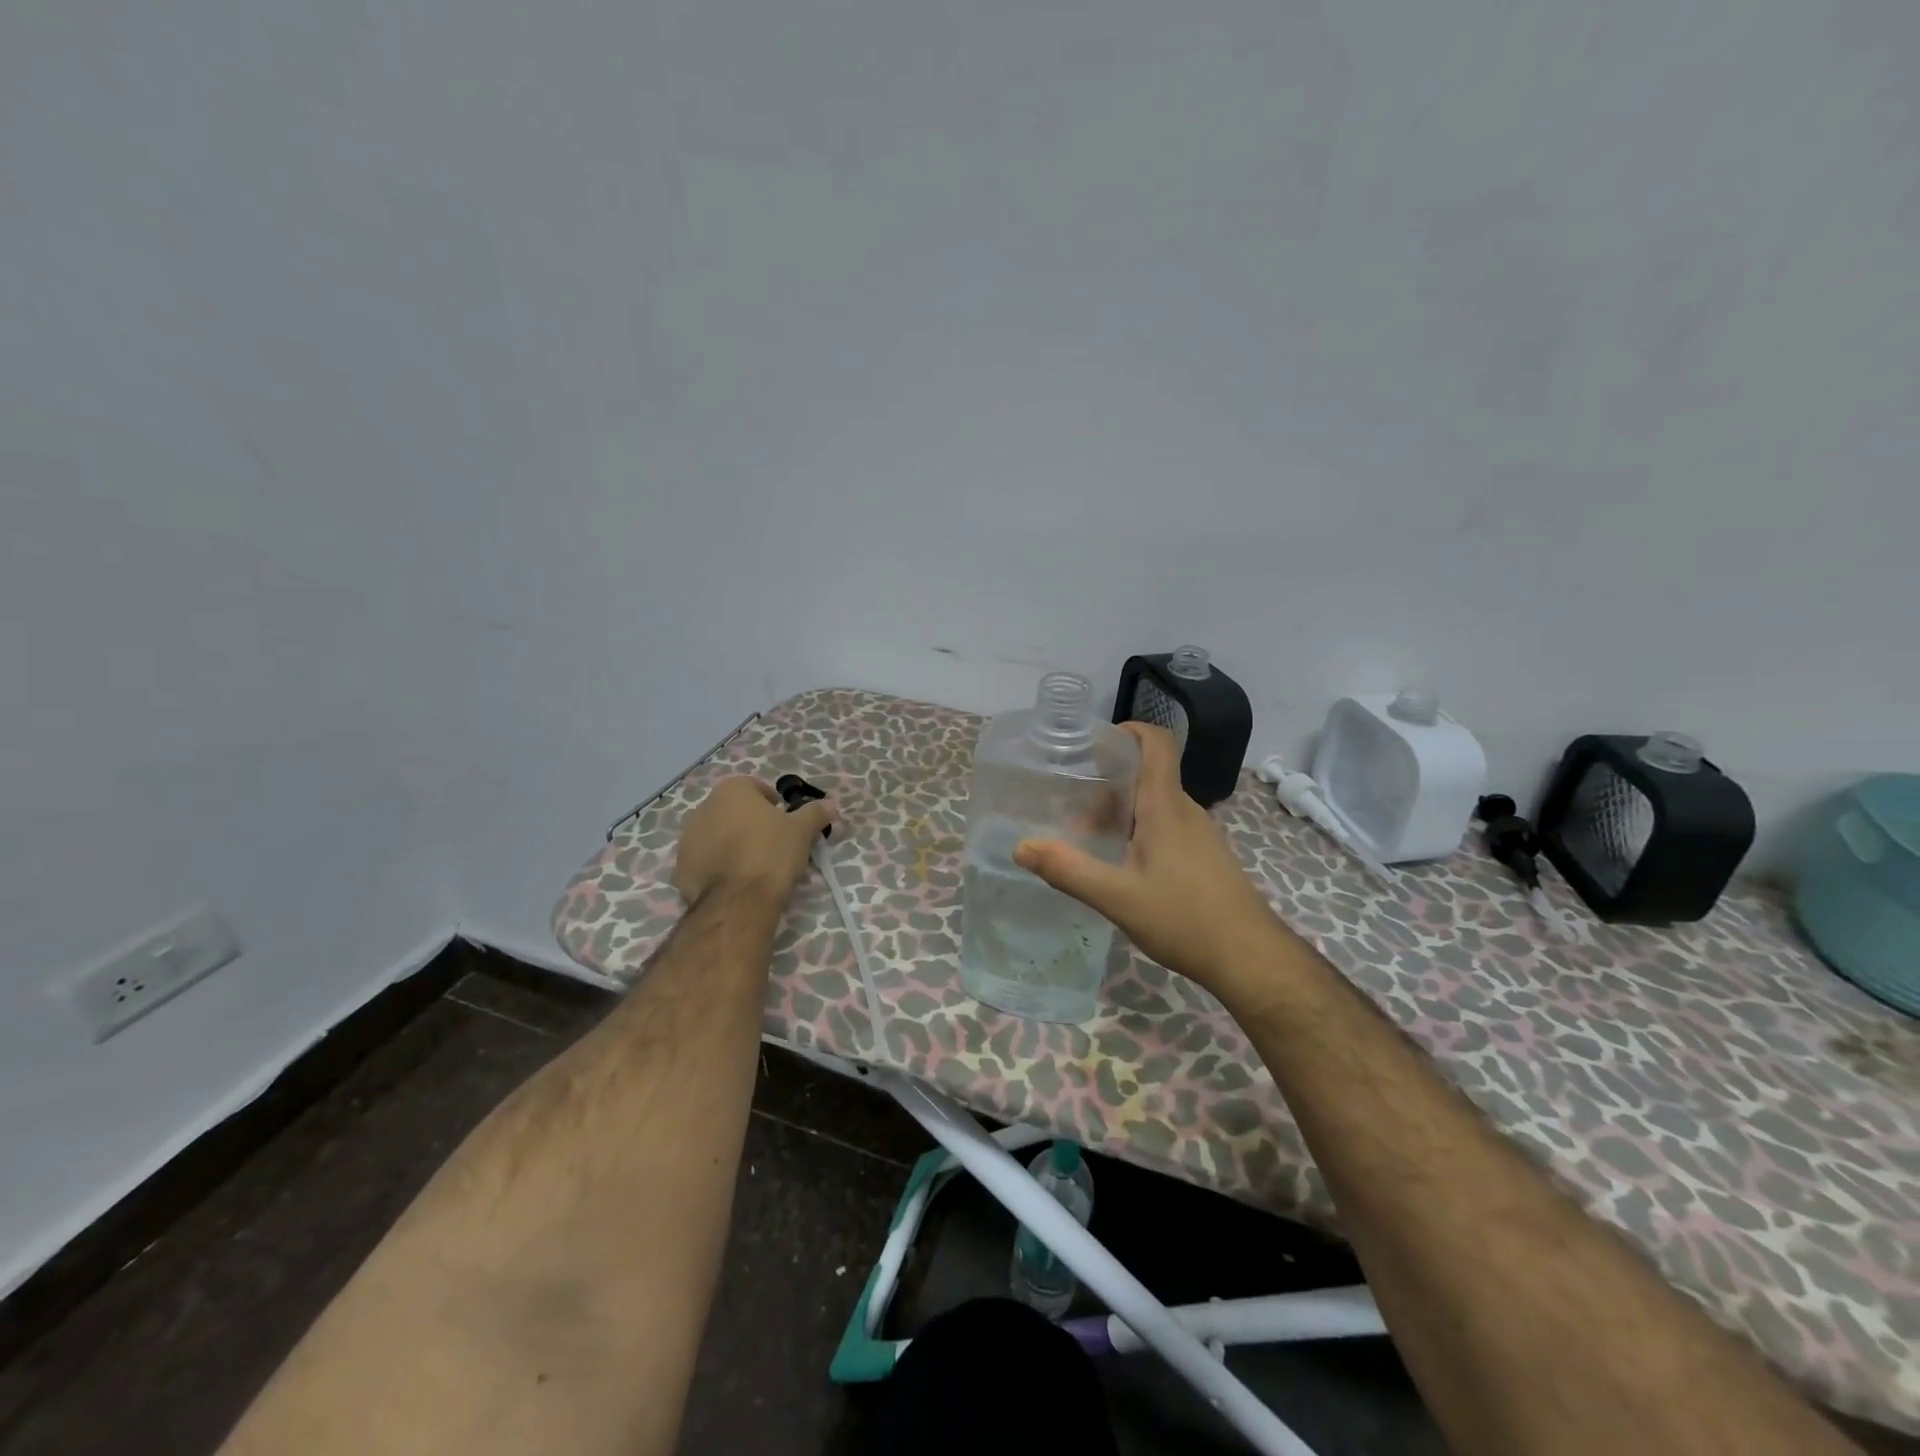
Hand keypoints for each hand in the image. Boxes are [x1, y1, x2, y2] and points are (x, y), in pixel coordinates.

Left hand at [673, 777, 837, 906]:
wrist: (738, 901)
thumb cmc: (772, 853)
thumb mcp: (802, 831)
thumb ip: (815, 813)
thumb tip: (831, 803)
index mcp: (732, 791)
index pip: (756, 789)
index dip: (774, 806)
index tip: (786, 824)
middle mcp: (704, 808)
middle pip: (734, 812)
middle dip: (751, 825)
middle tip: (773, 847)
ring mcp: (688, 838)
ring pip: (718, 836)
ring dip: (733, 845)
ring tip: (755, 868)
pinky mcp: (680, 867)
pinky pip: (705, 861)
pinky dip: (719, 867)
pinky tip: (737, 883)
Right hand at [1014, 723, 1282, 995]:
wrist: (1251, 958)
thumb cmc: (1185, 919)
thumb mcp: (1117, 897)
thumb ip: (1068, 870)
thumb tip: (1022, 847)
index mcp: (1166, 806)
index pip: (1156, 742)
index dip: (1128, 729)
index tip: (1093, 742)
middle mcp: (1185, 811)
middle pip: (1146, 775)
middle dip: (1106, 782)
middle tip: (1070, 804)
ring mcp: (1199, 834)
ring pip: (1154, 804)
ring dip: (1120, 812)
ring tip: (1087, 840)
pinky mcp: (1205, 857)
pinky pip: (1166, 827)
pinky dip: (1138, 831)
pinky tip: (1121, 865)